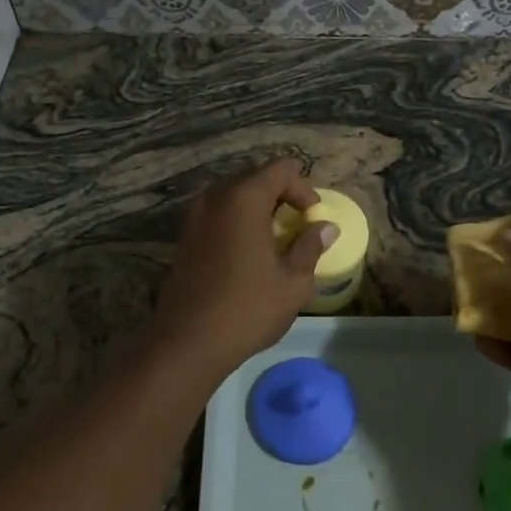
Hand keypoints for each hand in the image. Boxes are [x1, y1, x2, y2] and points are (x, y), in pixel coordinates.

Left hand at [152, 159, 336, 377]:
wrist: (188, 341)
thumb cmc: (248, 308)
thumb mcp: (292, 282)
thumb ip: (310, 246)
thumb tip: (326, 227)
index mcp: (244, 198)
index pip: (280, 169)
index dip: (303, 187)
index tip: (312, 216)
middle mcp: (216, 197)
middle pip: (254, 176)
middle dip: (280, 193)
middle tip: (296, 223)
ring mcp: (195, 215)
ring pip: (233, 193)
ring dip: (257, 206)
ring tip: (273, 237)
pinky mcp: (185, 235)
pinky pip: (217, 212)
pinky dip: (236, 219)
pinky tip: (247, 251)